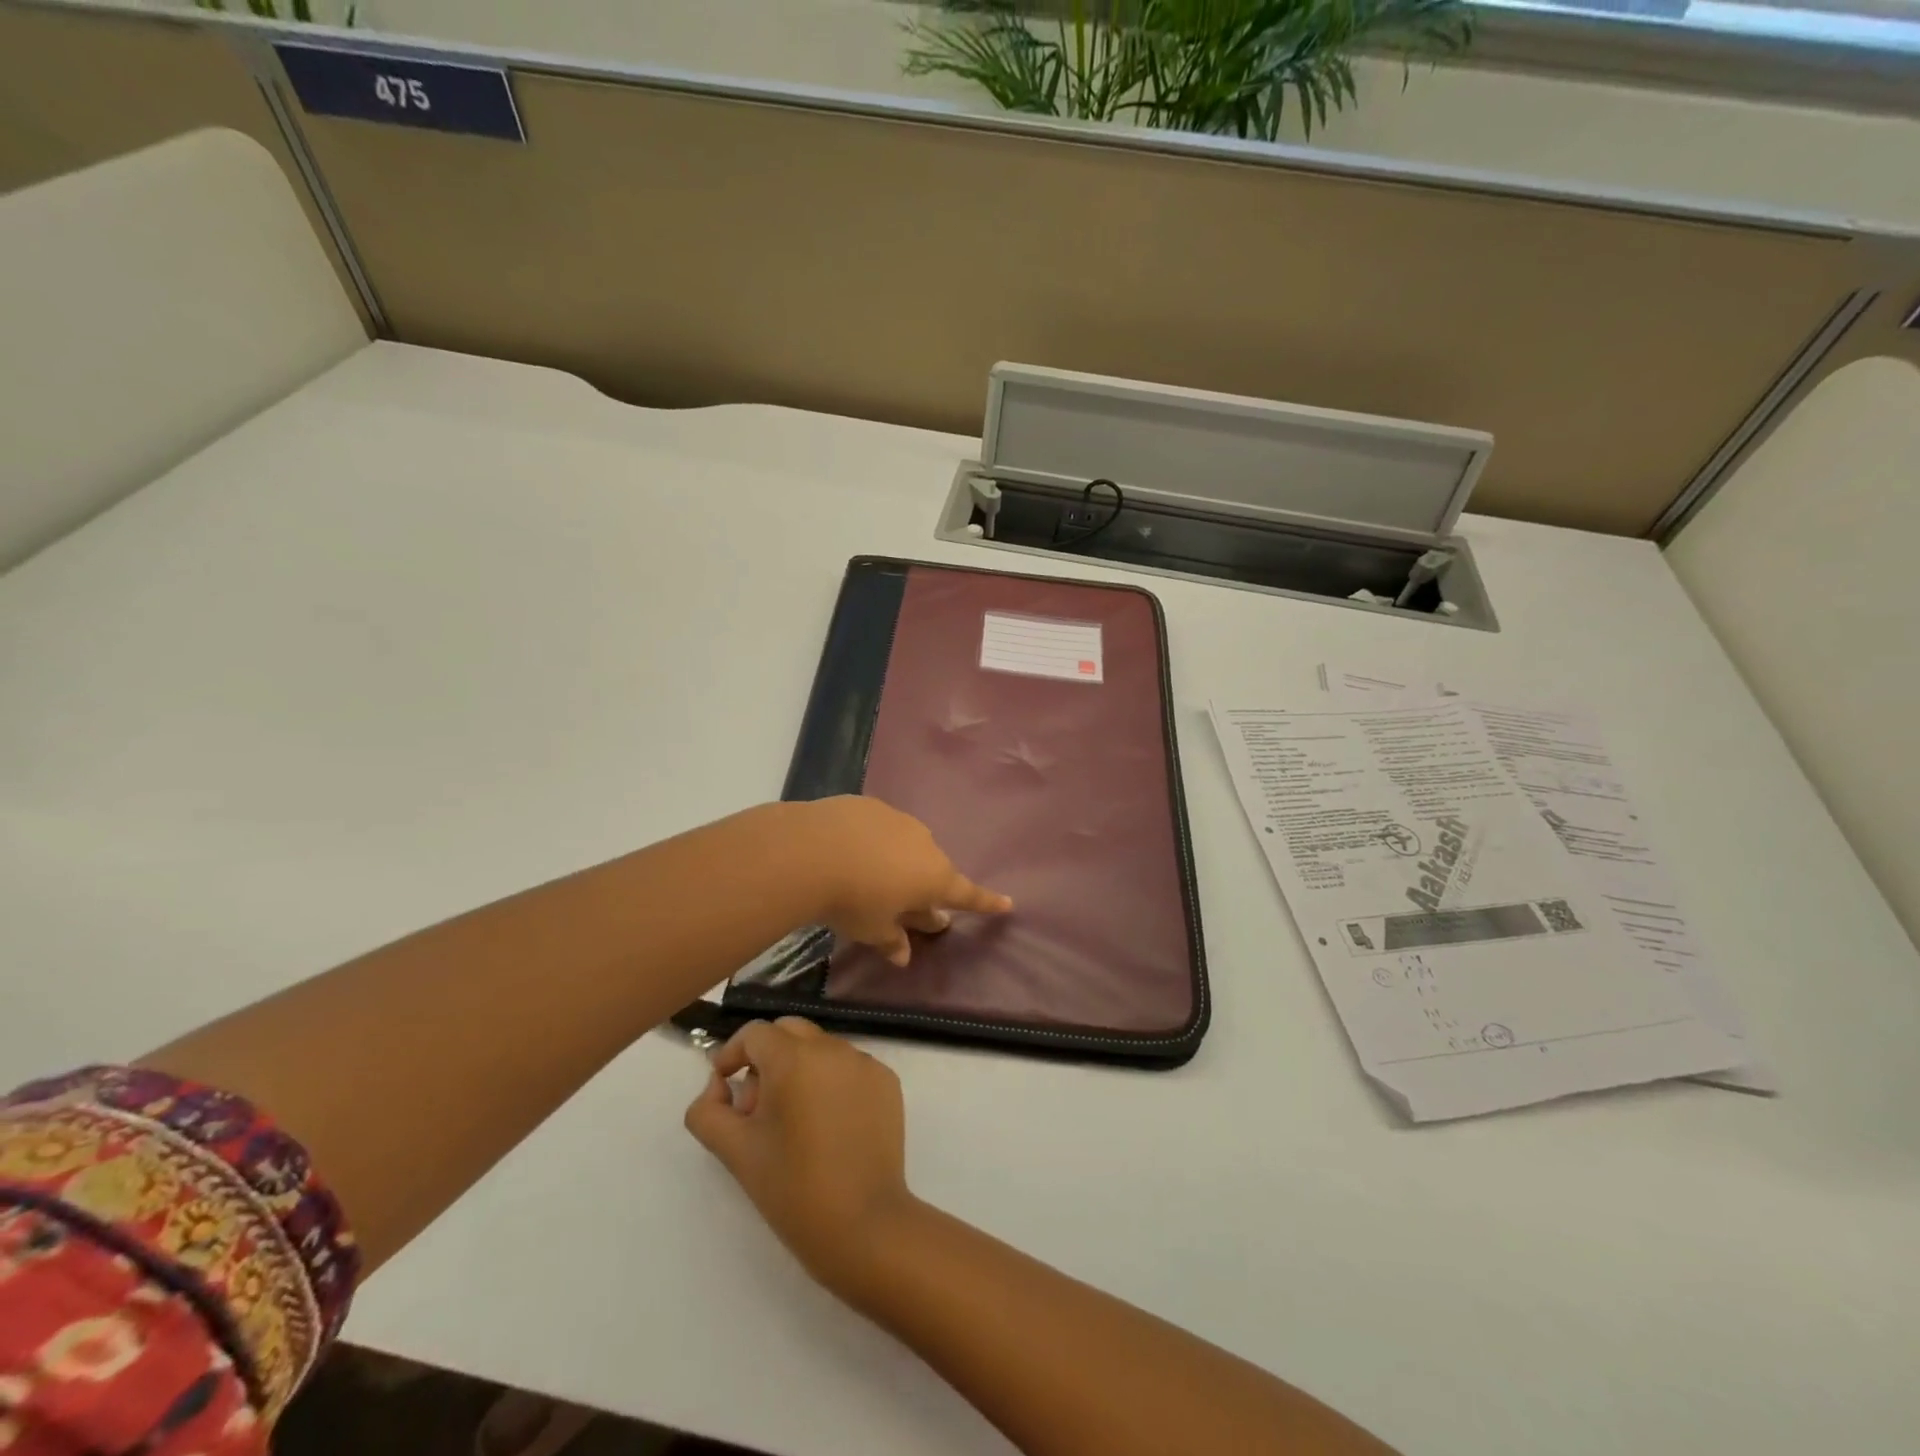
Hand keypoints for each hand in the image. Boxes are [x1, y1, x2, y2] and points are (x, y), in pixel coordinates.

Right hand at [685, 1019, 921, 1298]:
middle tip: (756, 1106)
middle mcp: (833, 1048)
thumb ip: (708, 1111)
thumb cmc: (793, 1189)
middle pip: (790, 1031)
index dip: (733, 1054)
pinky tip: (828, 1126)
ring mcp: (865, 1063)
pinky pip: (849, 1067)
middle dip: (766, 1056)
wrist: (863, 1225)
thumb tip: (718, 1085)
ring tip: (793, 1122)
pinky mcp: (887, 1082)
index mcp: (795, 1058)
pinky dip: (831, 1081)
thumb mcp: (736, 1151)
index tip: (724, 1085)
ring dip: (799, 1069)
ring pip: (821, 1048)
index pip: (755, 1033)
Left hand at [793, 797, 1010, 965]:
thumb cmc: (852, 900)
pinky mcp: (871, 805)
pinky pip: (881, 828)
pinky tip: (848, 851)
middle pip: (932, 870)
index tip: (1008, 903)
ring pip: (907, 845)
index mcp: (934, 878)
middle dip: (924, 887)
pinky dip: (873, 841)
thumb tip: (903, 956)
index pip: (968, 895)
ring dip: (897, 861)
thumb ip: (892, 941)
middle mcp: (925, 844)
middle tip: (907, 904)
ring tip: (869, 877)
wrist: (811, 850)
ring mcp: (898, 820)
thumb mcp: (872, 930)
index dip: (987, 902)